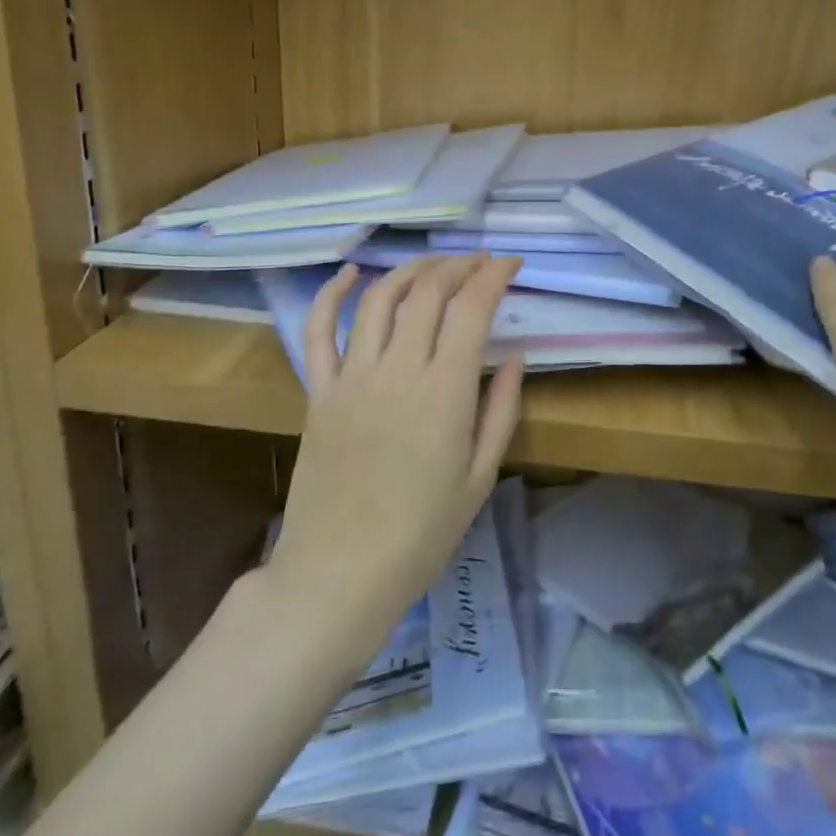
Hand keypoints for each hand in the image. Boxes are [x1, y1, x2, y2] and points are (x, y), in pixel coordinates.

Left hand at [267, 255, 524, 654]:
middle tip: (479, 263)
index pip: (471, 309)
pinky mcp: (319, 391)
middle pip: (428, 292)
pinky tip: (351, 273)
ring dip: (411, 270)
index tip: (510, 264)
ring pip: (380, 299)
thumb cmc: (422, 534)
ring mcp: (352, 377)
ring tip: (434, 264)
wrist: (340, 573)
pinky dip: (332, 294)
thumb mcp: (480, 478)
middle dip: (459, 265)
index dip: (493, 276)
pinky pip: (319, 330)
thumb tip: (517, 356)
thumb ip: (502, 411)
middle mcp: (398, 370)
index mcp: (445, 392)